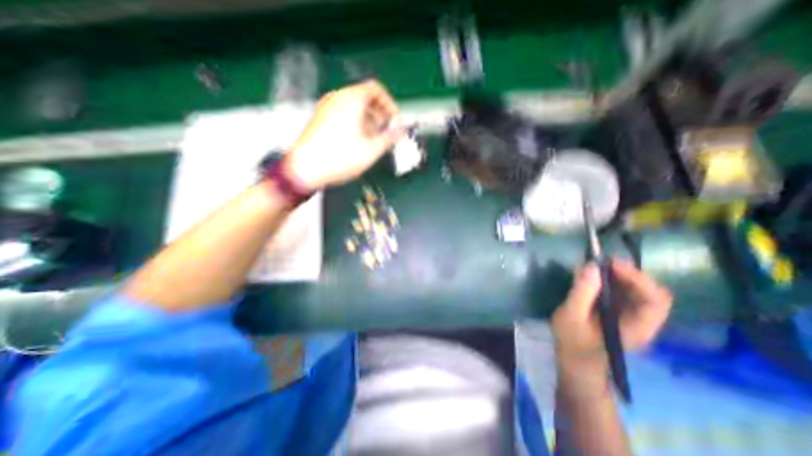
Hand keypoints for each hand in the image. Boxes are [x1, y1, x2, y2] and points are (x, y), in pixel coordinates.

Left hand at [283, 81, 404, 190]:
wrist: (304, 169)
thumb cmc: (340, 158)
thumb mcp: (371, 150)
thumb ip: (390, 136)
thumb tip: (402, 129)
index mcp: (351, 99)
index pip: (375, 89)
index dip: (389, 104)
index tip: (395, 121)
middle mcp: (337, 98)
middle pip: (364, 98)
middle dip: (380, 114)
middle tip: (387, 133)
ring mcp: (326, 107)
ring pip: (353, 107)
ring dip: (369, 120)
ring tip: (374, 140)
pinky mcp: (320, 119)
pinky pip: (343, 114)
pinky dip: (355, 123)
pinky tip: (358, 142)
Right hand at [553, 259, 671, 368]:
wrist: (575, 361)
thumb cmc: (573, 341)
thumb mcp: (571, 316)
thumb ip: (582, 292)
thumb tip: (591, 266)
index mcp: (636, 328)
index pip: (656, 301)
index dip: (638, 279)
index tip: (611, 264)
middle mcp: (642, 322)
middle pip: (650, 293)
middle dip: (628, 274)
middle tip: (602, 262)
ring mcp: (632, 317)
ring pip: (637, 291)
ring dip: (619, 275)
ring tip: (595, 266)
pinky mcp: (620, 313)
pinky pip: (623, 293)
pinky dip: (611, 281)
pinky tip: (594, 277)